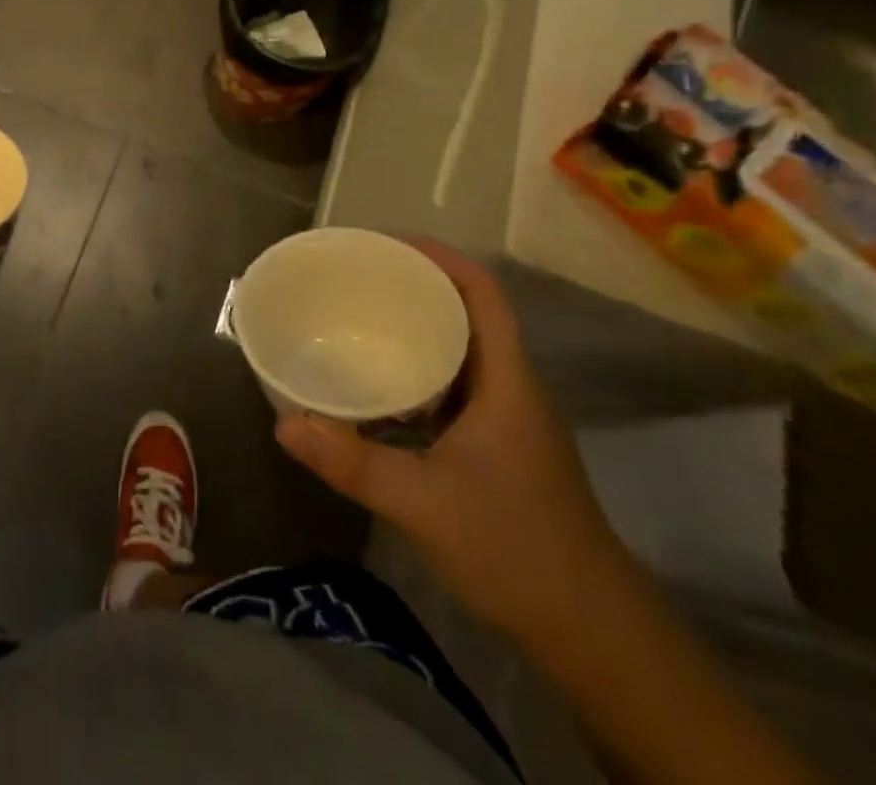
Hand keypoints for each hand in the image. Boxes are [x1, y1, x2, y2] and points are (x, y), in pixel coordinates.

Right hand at [276, 239, 628, 650]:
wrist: (592, 634)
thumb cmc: (516, 550)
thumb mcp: (424, 504)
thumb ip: (352, 462)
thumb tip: (283, 423)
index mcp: (506, 381)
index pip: (482, 293)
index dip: (439, 257)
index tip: (385, 243)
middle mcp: (510, 387)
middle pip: (468, 312)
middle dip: (417, 285)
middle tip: (357, 277)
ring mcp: (508, 419)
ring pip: (461, 350)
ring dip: (418, 327)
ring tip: (361, 318)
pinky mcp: (498, 446)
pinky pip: (454, 385)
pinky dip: (419, 370)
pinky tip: (381, 386)